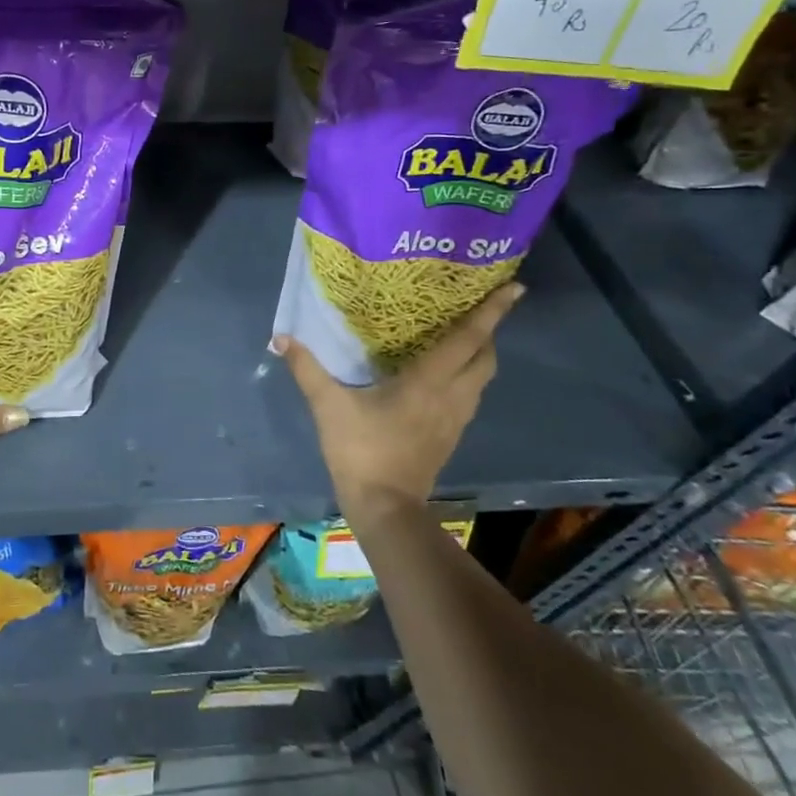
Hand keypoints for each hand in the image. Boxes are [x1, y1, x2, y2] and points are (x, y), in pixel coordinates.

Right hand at [272, 283, 523, 524]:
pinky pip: (470, 395)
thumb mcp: (328, 406)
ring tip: (461, 336)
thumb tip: (282, 337)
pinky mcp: (451, 435)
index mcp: (429, 382)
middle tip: (475, 309)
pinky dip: (467, 376)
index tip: (514, 288)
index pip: (468, 339)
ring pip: (482, 378)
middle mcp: (452, 396)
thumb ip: (307, 369)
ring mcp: (456, 418)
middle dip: (487, 331)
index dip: (491, 312)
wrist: (384, 507)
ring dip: (479, 354)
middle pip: (485, 357)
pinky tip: (444, 375)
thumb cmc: (361, 451)